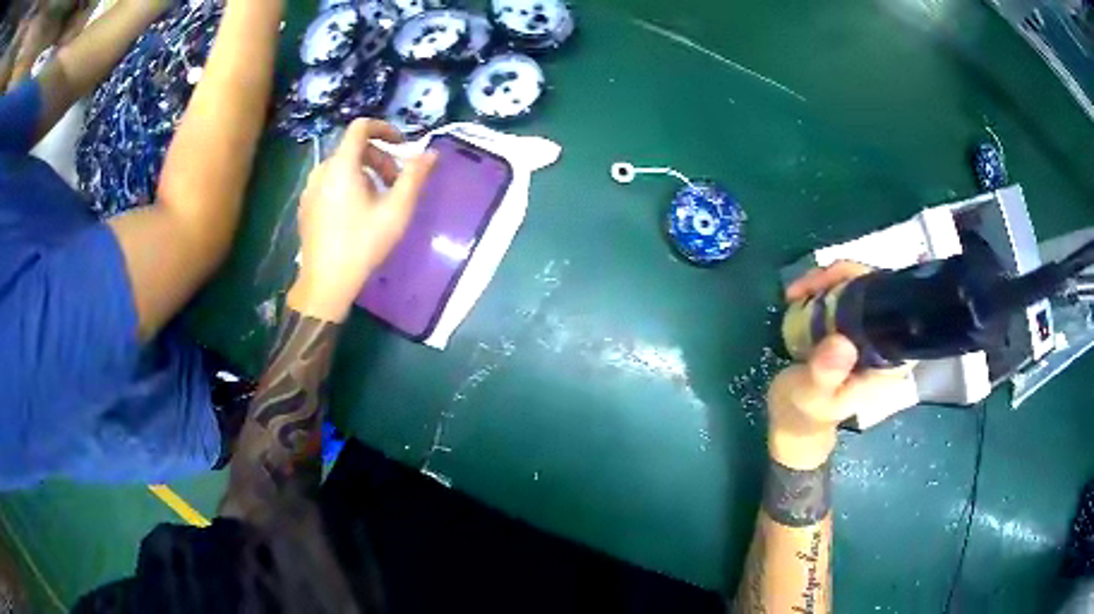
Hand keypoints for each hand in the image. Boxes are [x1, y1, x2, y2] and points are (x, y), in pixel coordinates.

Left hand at [288, 119, 436, 322]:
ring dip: (365, 173)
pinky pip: (330, 183)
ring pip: (341, 167)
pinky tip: (357, 214)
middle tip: (396, 184)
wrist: (325, 282)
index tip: (401, 145)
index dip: (384, 129)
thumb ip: (415, 176)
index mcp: (342, 166)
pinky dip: (348, 186)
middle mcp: (322, 171)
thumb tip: (431, 153)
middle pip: (353, 149)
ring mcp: (310, 189)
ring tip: (379, 201)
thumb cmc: (363, 244)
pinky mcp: (306, 206)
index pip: (361, 127)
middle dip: (379, 159)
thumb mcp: (396, 210)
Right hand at [767, 261, 911, 468]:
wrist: (792, 419)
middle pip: (877, 287)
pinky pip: (847, 293)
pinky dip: (824, 287)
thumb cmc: (804, 412)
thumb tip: (842, 343)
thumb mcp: (811, 396)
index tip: (826, 285)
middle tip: (802, 287)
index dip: (864, 283)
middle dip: (840, 277)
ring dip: (828, 280)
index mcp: (889, 360)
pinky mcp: (855, 326)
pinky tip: (801, 294)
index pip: (893, 304)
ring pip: (861, 285)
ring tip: (796, 292)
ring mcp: (871, 331)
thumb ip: (826, 375)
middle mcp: (886, 340)